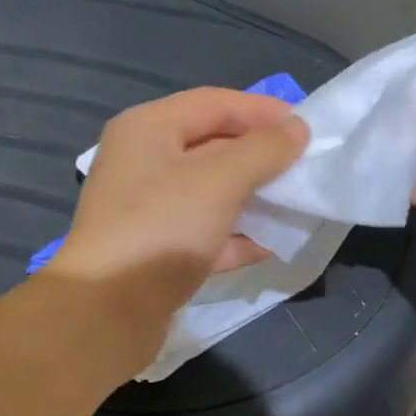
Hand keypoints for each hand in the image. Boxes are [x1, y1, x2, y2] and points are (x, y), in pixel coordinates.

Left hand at [46, 87, 306, 350]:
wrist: (107, 311)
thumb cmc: (162, 229)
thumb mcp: (220, 180)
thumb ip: (263, 150)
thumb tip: (296, 129)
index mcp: (149, 128)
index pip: (214, 103)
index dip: (262, 111)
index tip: (307, 127)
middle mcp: (144, 162)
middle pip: (212, 146)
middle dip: (260, 155)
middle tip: (304, 165)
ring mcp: (148, 210)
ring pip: (211, 193)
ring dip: (253, 196)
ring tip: (295, 202)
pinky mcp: (157, 252)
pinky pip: (206, 233)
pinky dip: (236, 237)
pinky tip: (271, 245)